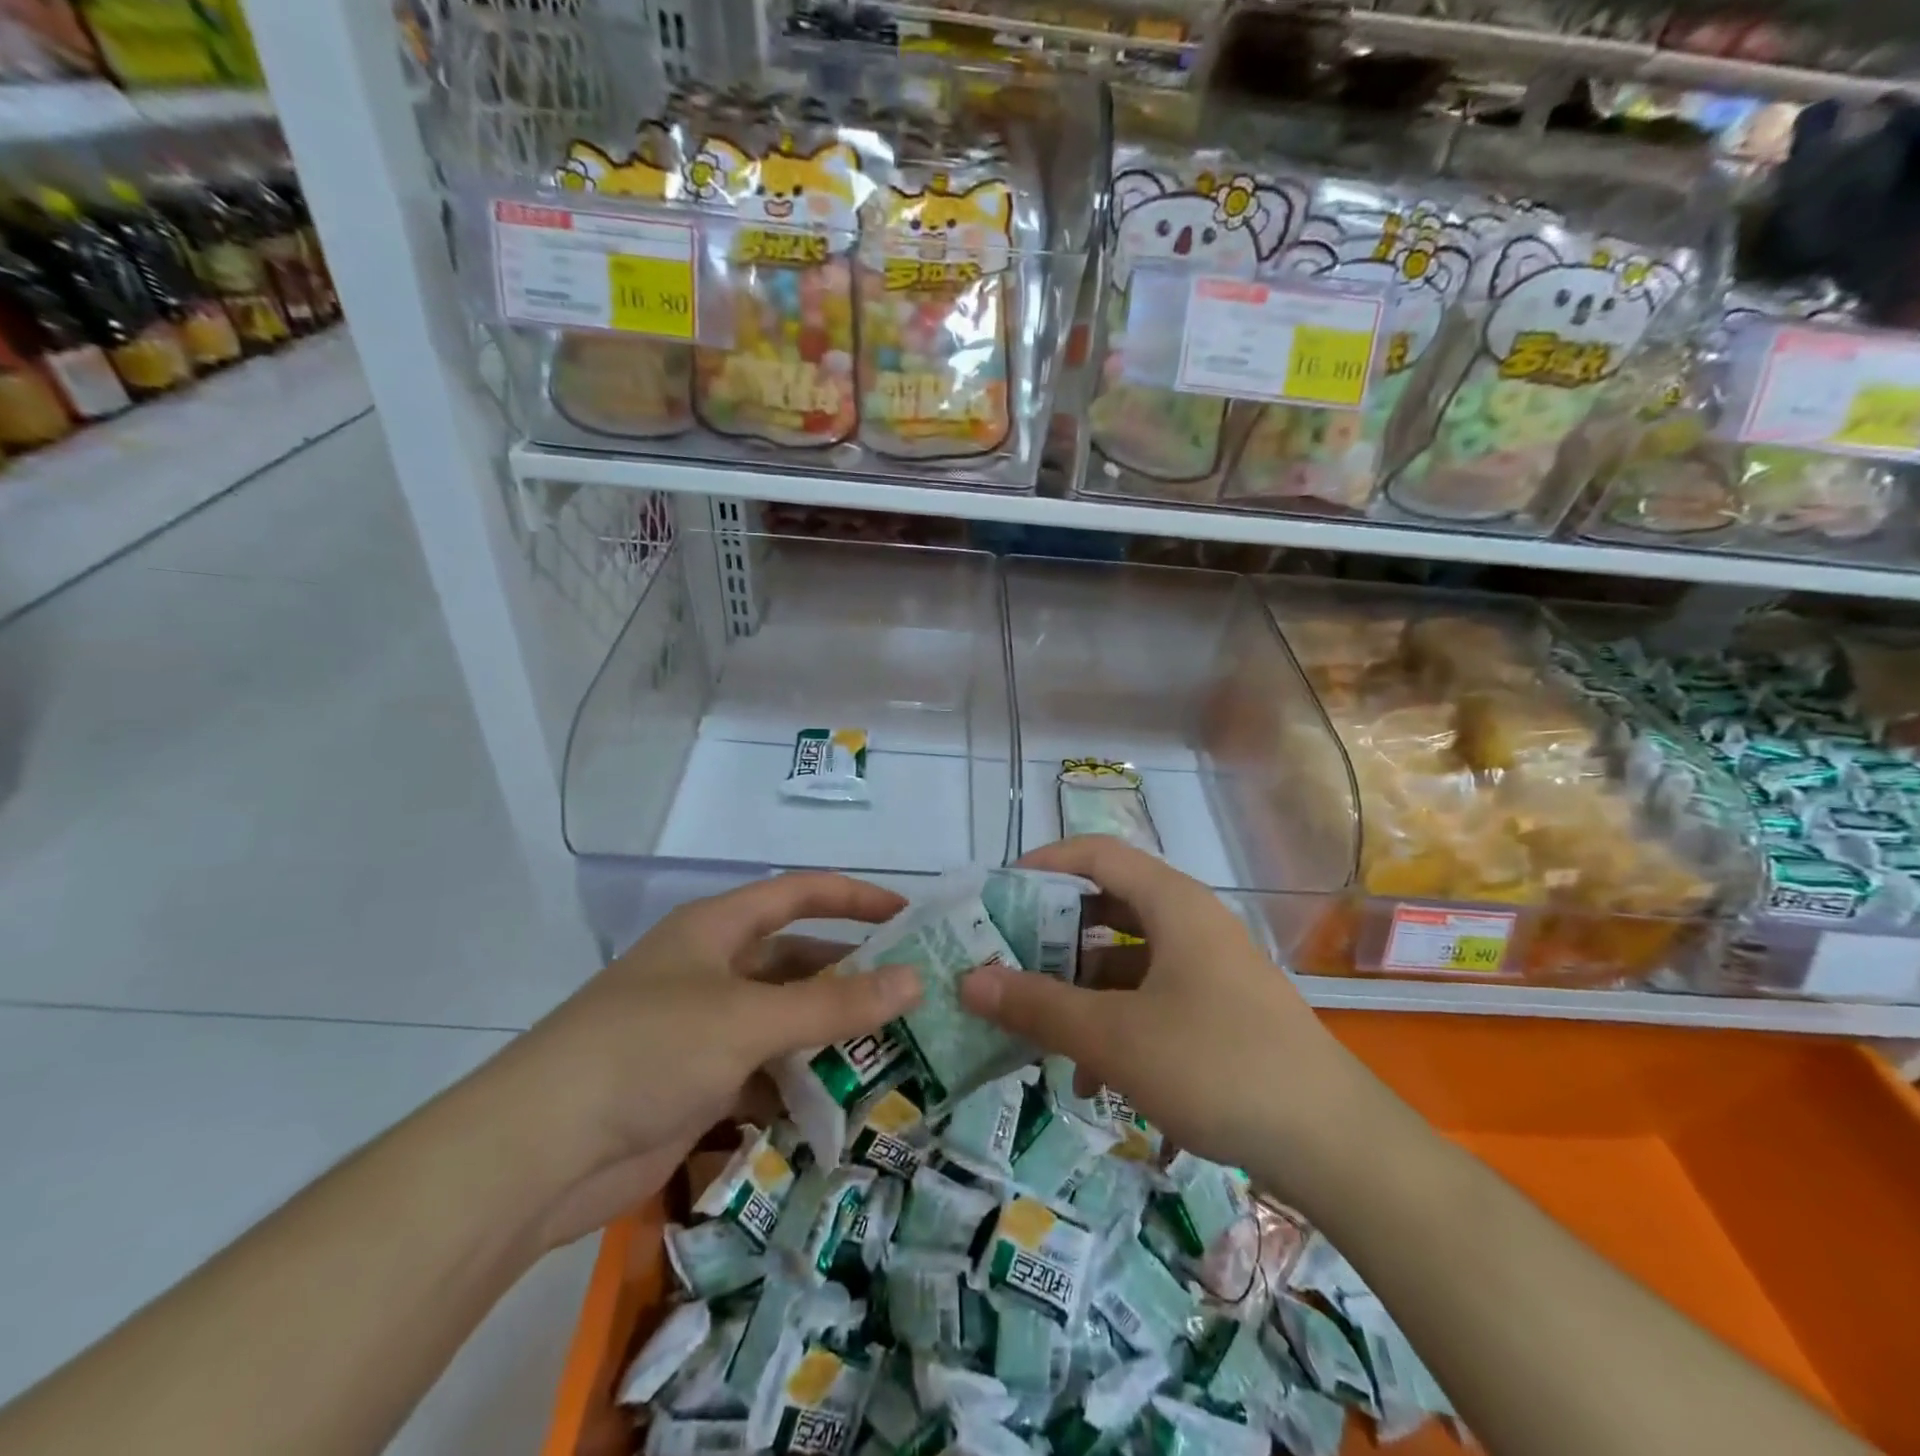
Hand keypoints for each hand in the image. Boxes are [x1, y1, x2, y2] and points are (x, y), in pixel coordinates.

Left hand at [480, 873, 921, 1248]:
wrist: (539, 1153)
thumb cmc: (649, 1049)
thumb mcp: (749, 1019)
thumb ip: (834, 1003)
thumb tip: (914, 982)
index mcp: (716, 929)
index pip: (798, 894)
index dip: (854, 897)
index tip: (908, 916)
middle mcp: (712, 970)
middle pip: (796, 960)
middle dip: (850, 975)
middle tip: (913, 995)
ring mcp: (703, 1029)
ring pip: (784, 1020)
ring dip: (830, 1035)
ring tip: (895, 1051)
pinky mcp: (697, 1084)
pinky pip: (765, 1072)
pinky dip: (799, 1083)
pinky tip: (842, 1103)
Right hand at [959, 835, 1370, 1188]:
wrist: (1335, 1145)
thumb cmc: (1217, 1066)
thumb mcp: (1113, 1038)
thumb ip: (1037, 1006)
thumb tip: (969, 980)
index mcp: (1173, 904)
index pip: (1097, 854)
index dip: (1045, 863)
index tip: (999, 891)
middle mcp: (1192, 923)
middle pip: (1109, 905)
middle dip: (1055, 933)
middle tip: (1007, 959)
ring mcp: (1209, 968)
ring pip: (1127, 957)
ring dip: (1081, 986)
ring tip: (1039, 1027)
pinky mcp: (1220, 1011)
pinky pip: (1152, 996)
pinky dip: (1115, 1020)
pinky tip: (1092, 1077)